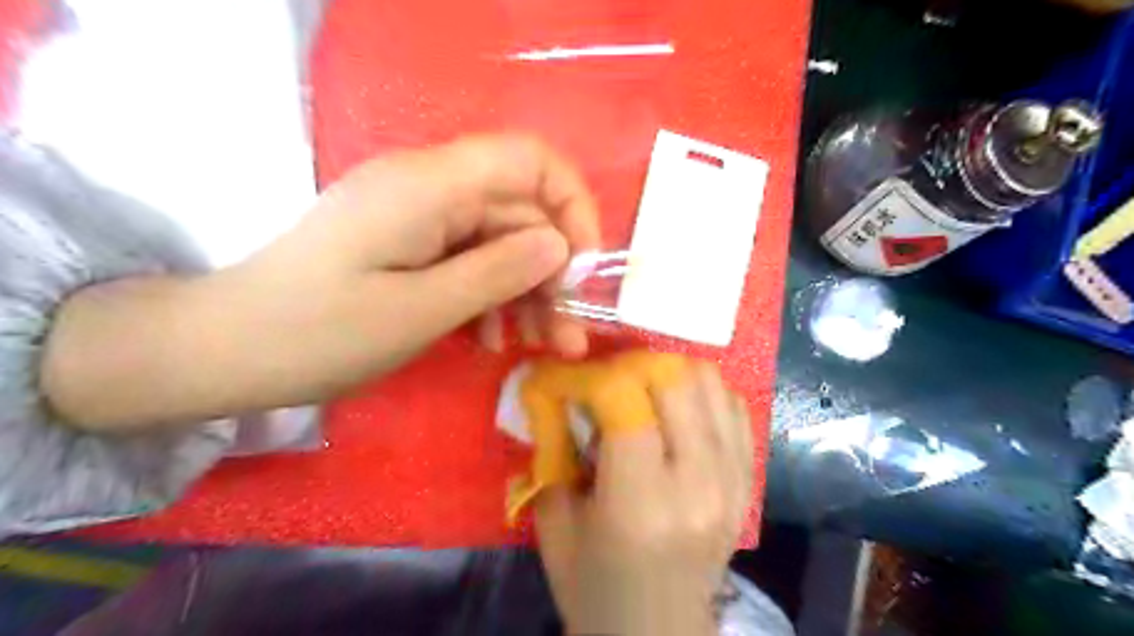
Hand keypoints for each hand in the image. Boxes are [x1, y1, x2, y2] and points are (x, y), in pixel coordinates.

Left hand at [42, 133, 600, 432]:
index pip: (529, 159)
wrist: (227, 350)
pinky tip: (490, 340)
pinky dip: (490, 298)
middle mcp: (429, 189)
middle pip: (518, 213)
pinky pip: (470, 261)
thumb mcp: (421, 310)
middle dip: (552, 273)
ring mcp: (418, 218)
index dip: (570, 204)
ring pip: (499, 243)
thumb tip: (559, 246)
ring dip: (527, 293)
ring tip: (540, 345)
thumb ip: (497, 272)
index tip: (583, 266)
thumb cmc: (320, 332)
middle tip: (568, 335)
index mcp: (429, 186)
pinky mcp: (409, 245)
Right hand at [535, 363, 750, 635]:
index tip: (578, 378)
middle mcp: (696, 483)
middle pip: (676, 380)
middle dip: (636, 364)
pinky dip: (704, 394)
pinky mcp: (747, 482)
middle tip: (612, 378)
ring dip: (672, 373)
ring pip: (711, 384)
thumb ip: (556, 447)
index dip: (596, 376)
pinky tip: (680, 408)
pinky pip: (735, 408)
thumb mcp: (555, 519)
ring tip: (646, 389)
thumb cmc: (593, 584)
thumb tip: (562, 389)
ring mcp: (732, 481)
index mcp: (640, 501)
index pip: (627, 399)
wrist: (656, 633)